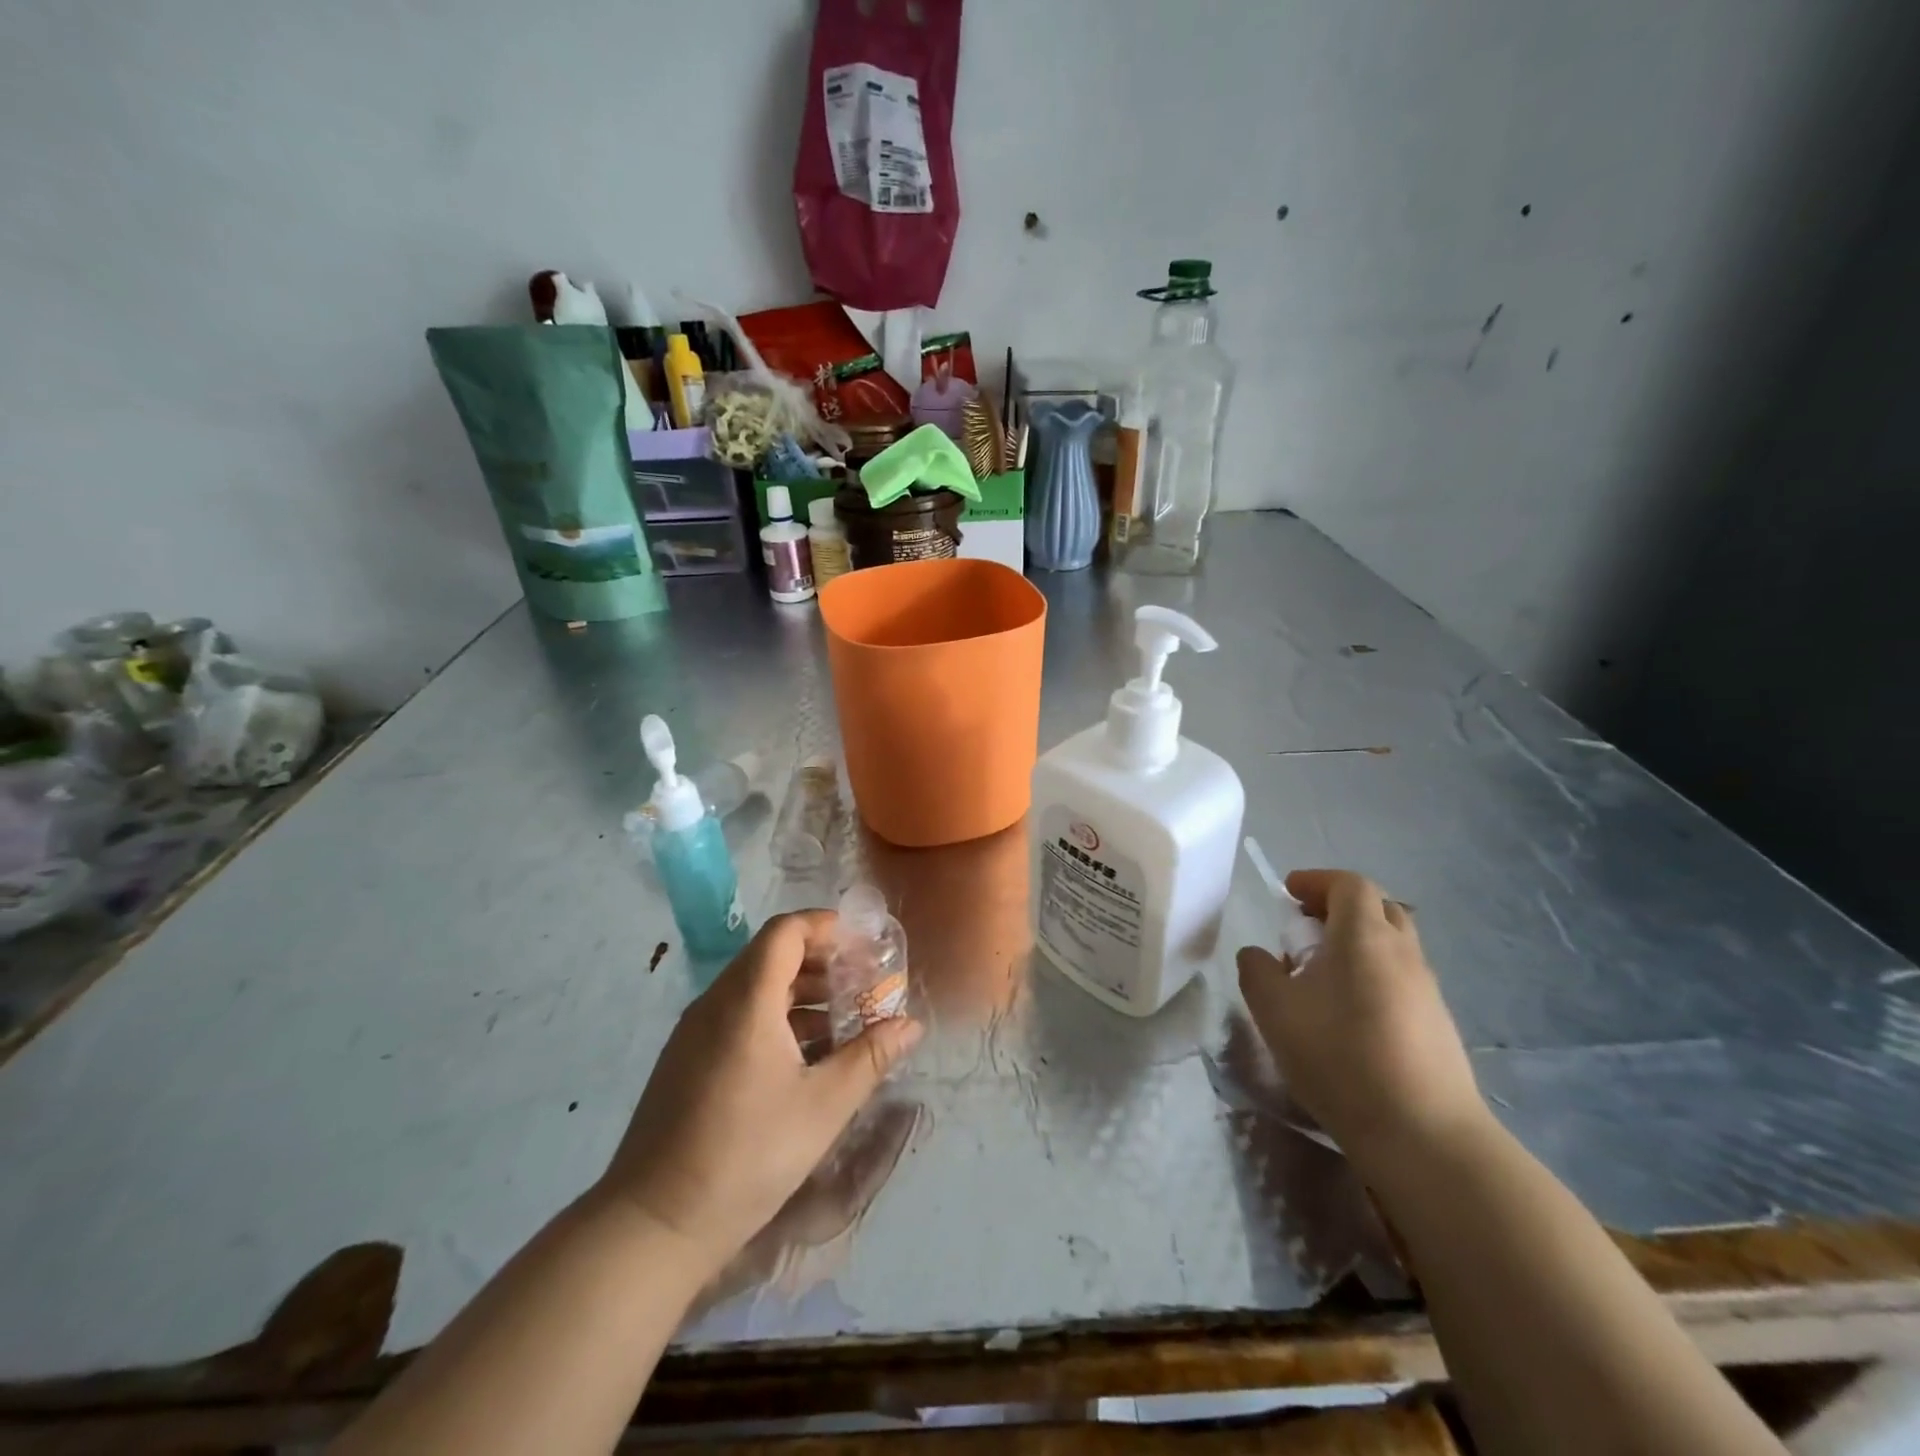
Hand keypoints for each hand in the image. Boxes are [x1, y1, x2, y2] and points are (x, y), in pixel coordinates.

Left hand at [595, 910, 923, 1271]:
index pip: (785, 931)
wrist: (654, 1225)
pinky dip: (777, 1018)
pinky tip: (806, 1056)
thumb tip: (910, 1026)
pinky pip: (738, 1016)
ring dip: (802, 993)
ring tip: (844, 1022)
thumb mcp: (823, 1106)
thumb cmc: (747, 1156)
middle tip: (864, 985)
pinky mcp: (687, 1059)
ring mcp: (696, 1031)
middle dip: (823, 962)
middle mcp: (716, 1002)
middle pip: (772, 956)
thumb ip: (869, 1057)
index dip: (826, 927)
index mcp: (747, 1000)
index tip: (864, 945)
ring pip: (756, 988)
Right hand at [1236, 870, 1485, 1164]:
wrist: (1424, 1134)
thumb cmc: (1341, 1058)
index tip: (1288, 893)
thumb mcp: (1274, 1010)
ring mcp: (1428, 990)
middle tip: (1306, 930)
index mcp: (1365, 936)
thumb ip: (1257, 971)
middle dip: (1339, 909)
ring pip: (1392, 946)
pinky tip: (1350, 1016)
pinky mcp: (1439, 1025)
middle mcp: (1403, 953)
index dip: (1316, 881)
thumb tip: (1259, 956)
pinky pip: (1402, 980)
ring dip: (1357, 945)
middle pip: (1377, 909)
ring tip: (1322, 977)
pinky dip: (1374, 977)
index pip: (1349, 885)